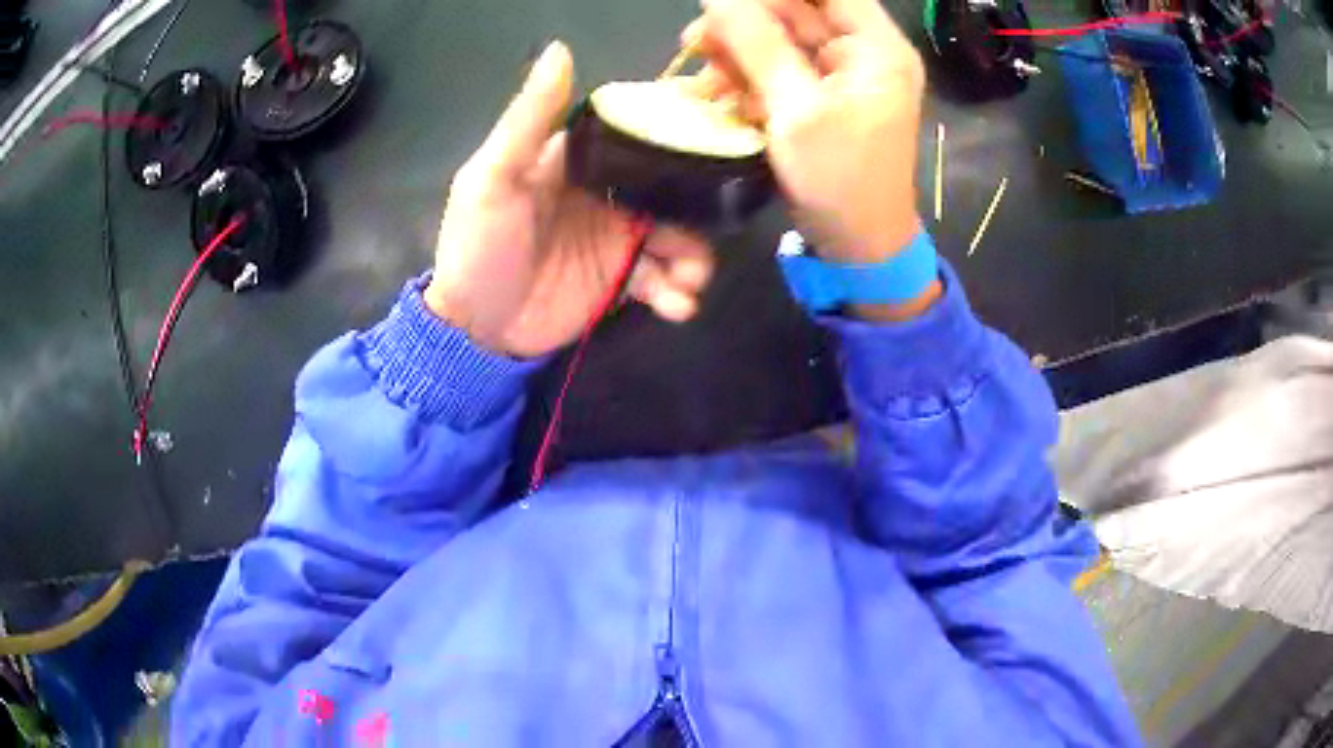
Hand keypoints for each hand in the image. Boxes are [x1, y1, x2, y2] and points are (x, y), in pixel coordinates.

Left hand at [424, 42, 715, 357]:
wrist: (475, 330)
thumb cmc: (479, 246)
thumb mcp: (494, 178)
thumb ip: (529, 118)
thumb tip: (560, 49)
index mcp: (580, 160)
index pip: (637, 132)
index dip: (678, 130)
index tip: (719, 130)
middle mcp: (607, 192)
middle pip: (671, 186)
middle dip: (697, 206)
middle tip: (707, 229)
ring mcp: (618, 237)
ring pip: (678, 234)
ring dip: (694, 256)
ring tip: (688, 282)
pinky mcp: (623, 280)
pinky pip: (665, 280)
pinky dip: (678, 293)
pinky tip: (677, 307)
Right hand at [690, 0, 925, 265]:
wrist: (859, 244)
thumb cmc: (839, 179)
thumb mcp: (796, 110)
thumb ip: (758, 45)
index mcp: (875, 47)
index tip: (726, 3)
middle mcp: (863, 51)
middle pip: (797, 10)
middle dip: (743, 21)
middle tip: (696, 41)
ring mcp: (841, 73)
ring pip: (781, 38)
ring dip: (736, 51)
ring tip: (700, 73)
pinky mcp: (821, 95)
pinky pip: (779, 67)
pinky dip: (746, 76)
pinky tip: (716, 94)